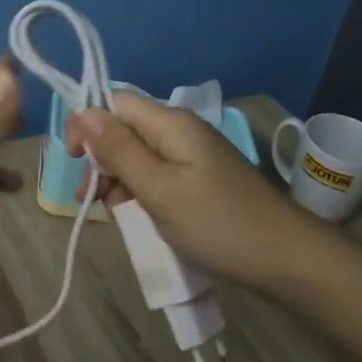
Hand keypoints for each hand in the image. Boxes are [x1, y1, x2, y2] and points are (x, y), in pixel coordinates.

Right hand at [67, 92, 327, 297]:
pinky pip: (158, 176)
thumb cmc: (218, 223)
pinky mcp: (201, 181)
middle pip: (124, 129)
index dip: (87, 123)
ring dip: (118, 180)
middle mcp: (181, 131)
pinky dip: (141, 194)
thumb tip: (84, 112)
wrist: (288, 260)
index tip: (73, 162)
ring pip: (138, 156)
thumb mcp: (159, 188)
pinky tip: (139, 219)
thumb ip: (119, 150)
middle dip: (101, 159)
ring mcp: (193, 157)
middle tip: (92, 199)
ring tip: (115, 215)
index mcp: (171, 123)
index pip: (114, 101)